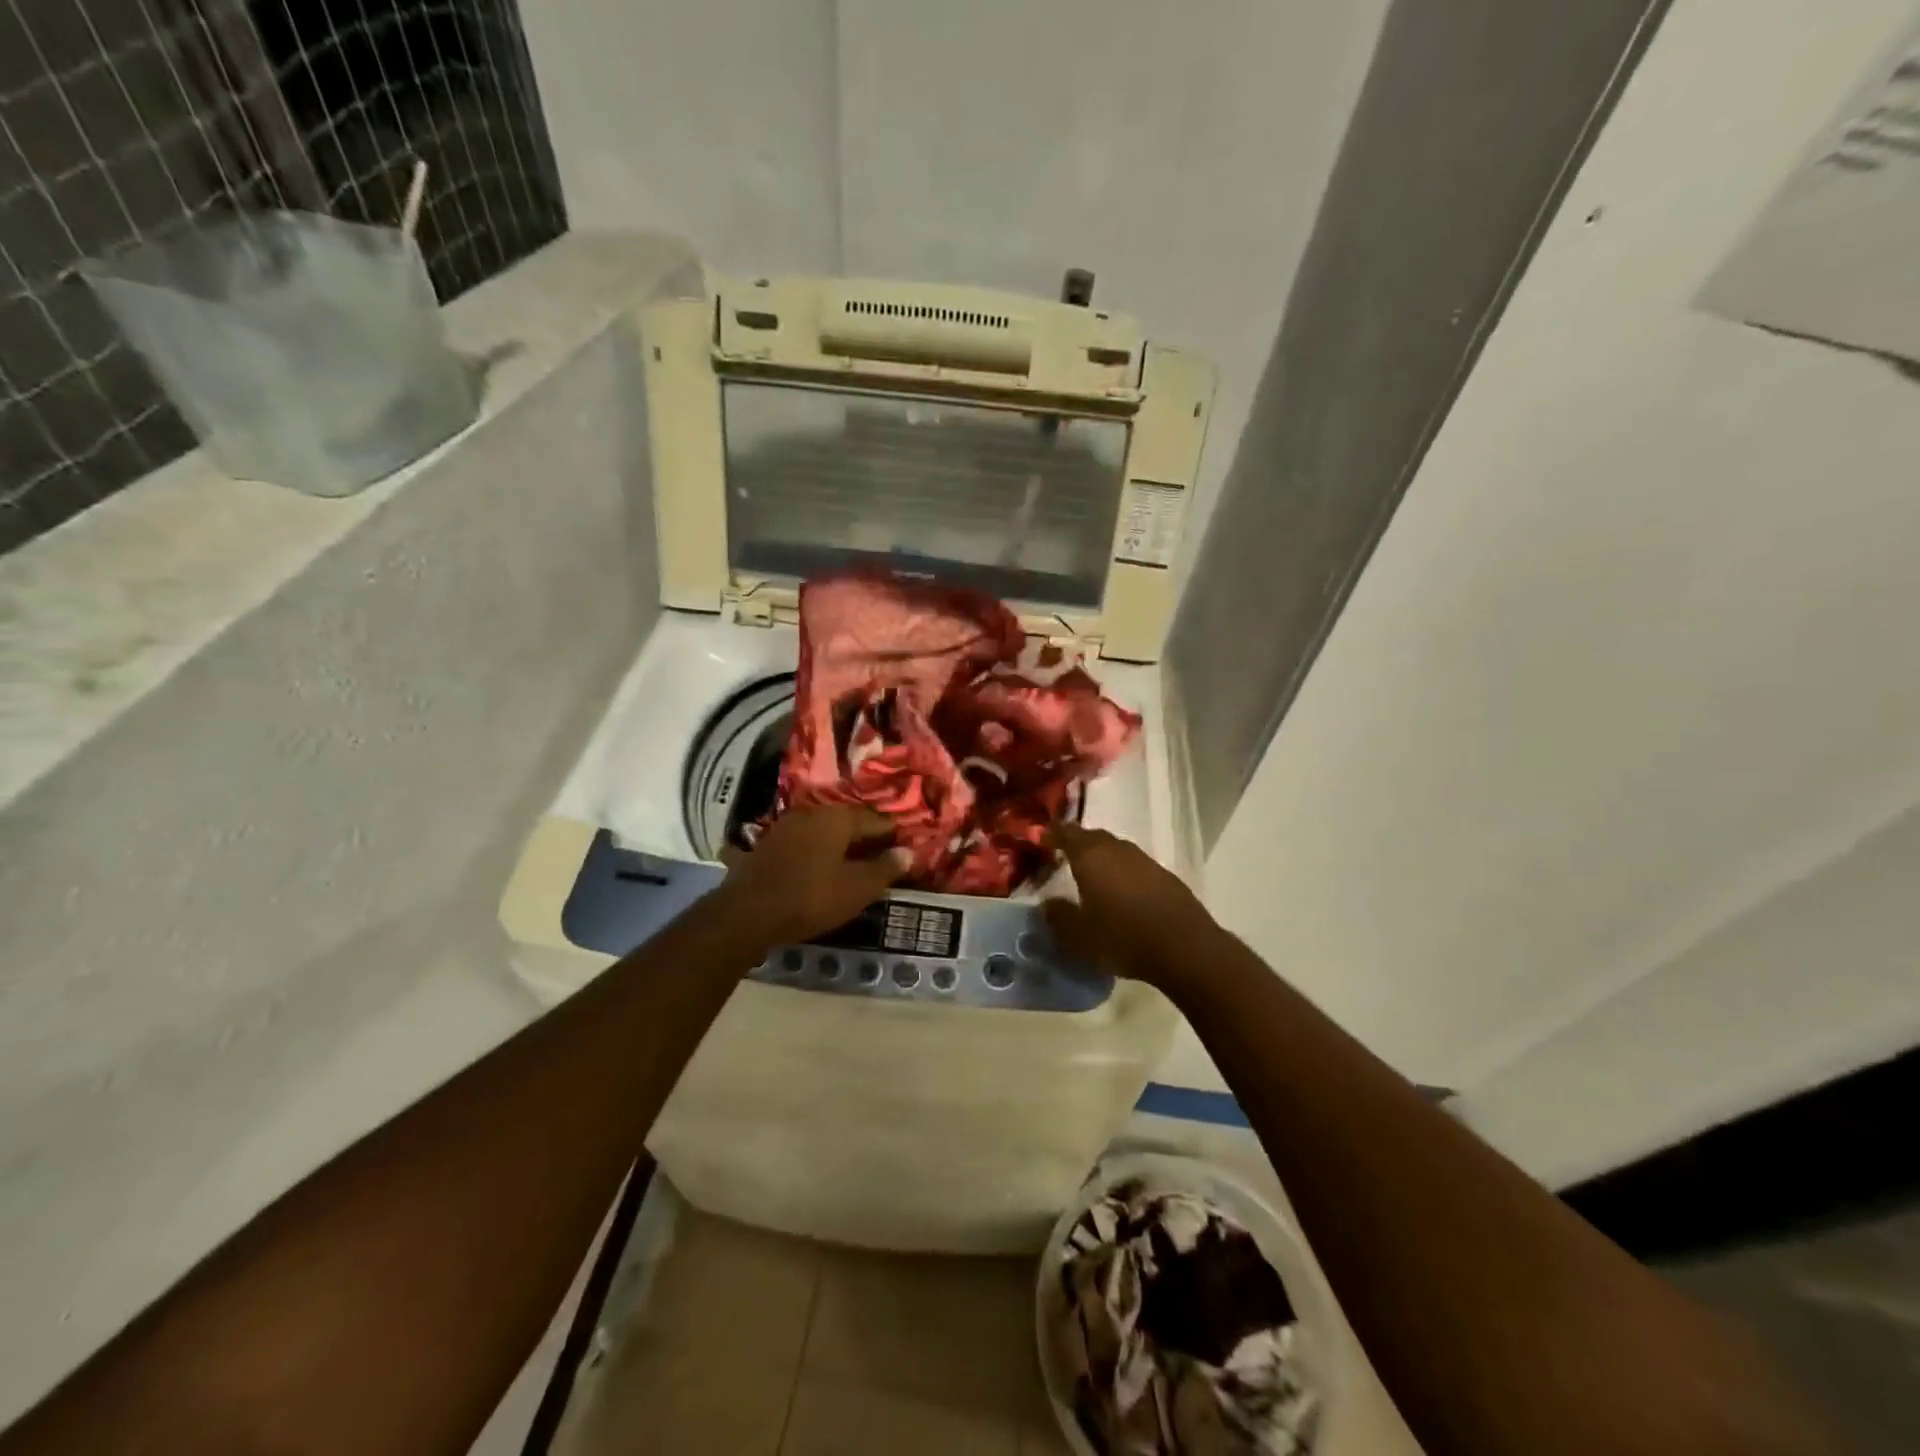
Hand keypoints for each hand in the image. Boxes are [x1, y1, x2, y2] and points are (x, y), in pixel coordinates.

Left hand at [713, 805, 911, 946]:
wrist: (748, 913)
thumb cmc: (812, 897)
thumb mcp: (858, 888)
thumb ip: (885, 868)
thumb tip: (908, 852)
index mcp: (838, 817)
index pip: (876, 820)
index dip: (894, 835)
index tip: (906, 848)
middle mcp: (812, 812)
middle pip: (848, 823)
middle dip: (866, 838)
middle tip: (882, 857)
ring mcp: (785, 827)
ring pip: (823, 832)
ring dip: (839, 845)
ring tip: (853, 865)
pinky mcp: (767, 845)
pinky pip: (802, 844)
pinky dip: (816, 853)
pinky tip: (819, 868)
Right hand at [1043, 824, 1213, 984]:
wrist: (1185, 948)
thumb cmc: (1122, 937)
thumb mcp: (1079, 936)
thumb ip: (1058, 917)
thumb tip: (1047, 904)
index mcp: (1090, 857)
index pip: (1066, 833)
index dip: (1052, 835)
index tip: (1042, 840)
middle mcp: (1117, 849)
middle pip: (1092, 837)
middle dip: (1077, 844)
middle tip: (1065, 858)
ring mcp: (1144, 860)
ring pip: (1116, 850)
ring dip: (1103, 858)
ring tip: (1093, 876)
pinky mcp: (1165, 876)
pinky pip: (1135, 866)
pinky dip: (1123, 873)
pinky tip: (1123, 893)